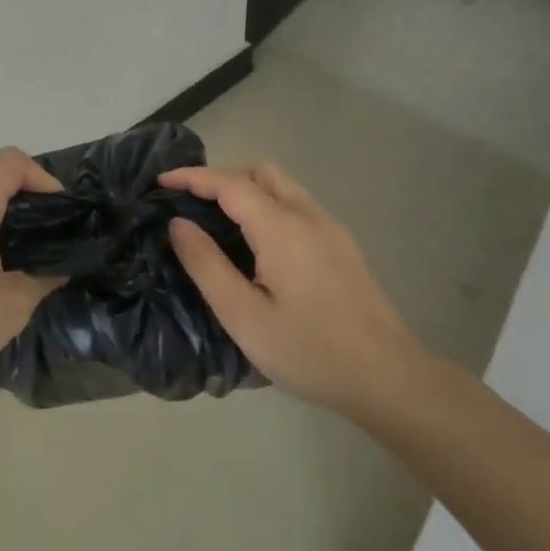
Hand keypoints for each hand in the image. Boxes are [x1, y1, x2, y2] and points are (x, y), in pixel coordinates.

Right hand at [159, 162, 424, 419]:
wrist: (388, 378)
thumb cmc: (309, 350)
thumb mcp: (243, 316)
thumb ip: (206, 265)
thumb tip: (178, 224)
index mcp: (280, 227)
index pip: (228, 183)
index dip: (192, 177)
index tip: (160, 180)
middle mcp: (308, 215)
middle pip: (261, 173)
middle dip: (222, 178)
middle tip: (193, 207)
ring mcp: (331, 229)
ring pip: (284, 187)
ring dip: (249, 192)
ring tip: (221, 225)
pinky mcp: (344, 247)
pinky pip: (299, 207)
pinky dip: (270, 208)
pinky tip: (261, 249)